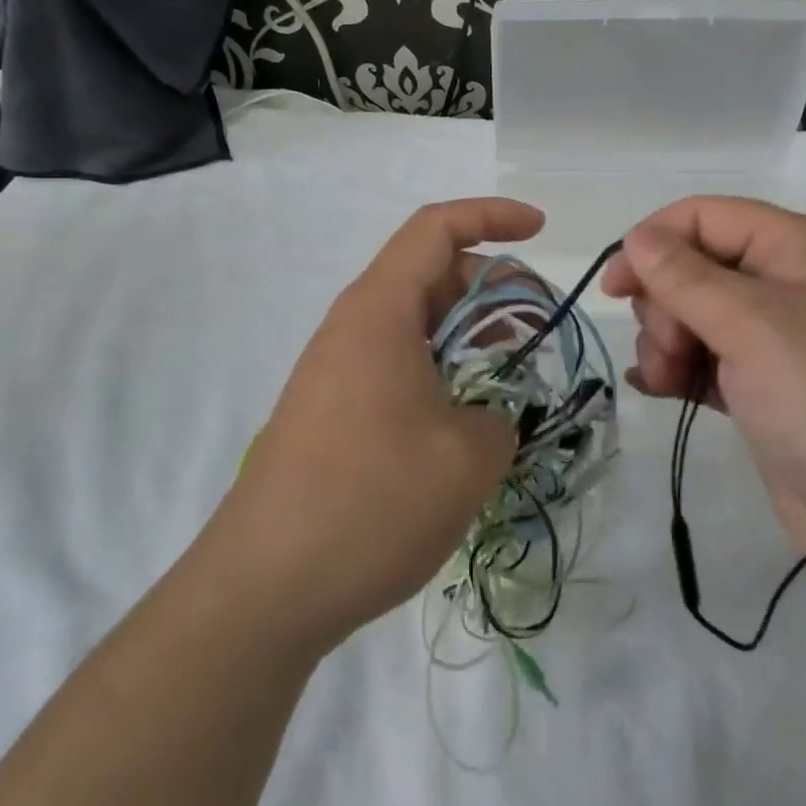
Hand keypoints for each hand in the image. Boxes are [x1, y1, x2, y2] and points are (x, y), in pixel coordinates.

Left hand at [206, 198, 540, 658]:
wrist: (264, 588)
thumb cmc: (370, 502)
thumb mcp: (466, 457)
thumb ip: (500, 417)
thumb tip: (488, 418)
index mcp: (380, 311)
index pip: (436, 229)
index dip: (493, 216)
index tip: (541, 230)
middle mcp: (353, 327)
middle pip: (429, 274)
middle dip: (491, 287)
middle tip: (537, 327)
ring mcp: (337, 370)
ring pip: (415, 324)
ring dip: (467, 334)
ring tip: (511, 374)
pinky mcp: (332, 412)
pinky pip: (397, 364)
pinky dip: (441, 370)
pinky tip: (466, 420)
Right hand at [601, 197, 805, 591]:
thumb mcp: (755, 327)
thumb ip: (687, 277)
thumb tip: (638, 238)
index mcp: (800, 249)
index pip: (706, 217)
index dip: (653, 242)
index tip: (615, 288)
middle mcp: (791, 286)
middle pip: (696, 267)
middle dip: (665, 305)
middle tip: (669, 352)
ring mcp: (781, 342)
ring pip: (695, 317)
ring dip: (667, 343)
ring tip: (669, 382)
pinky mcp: (770, 392)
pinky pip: (707, 362)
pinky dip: (679, 370)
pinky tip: (659, 390)